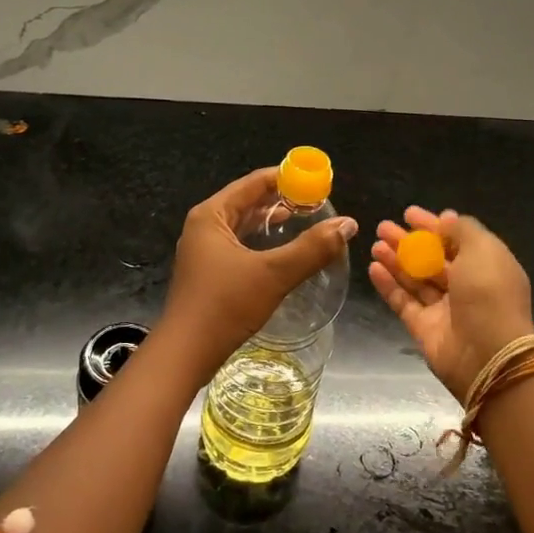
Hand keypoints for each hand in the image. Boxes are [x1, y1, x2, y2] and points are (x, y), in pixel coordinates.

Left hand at [158, 168, 357, 371]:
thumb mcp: (273, 274)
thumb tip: (348, 224)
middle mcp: (204, 226)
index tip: (319, 181)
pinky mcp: (208, 272)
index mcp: (212, 215)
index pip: (254, 182)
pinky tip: (282, 252)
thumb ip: (312, 248)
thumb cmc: (225, 306)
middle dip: (282, 199)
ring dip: (273, 221)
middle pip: (247, 200)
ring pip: (243, 224)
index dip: (288, 178)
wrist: (185, 354)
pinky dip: (262, 242)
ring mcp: (203, 250)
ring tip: (306, 220)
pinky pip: (240, 244)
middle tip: (318, 202)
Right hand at [369, 207, 533, 401]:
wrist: (488, 354)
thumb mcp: (484, 250)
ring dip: (395, 260)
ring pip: (415, 279)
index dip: (432, 226)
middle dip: (407, 242)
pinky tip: (373, 267)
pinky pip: (403, 301)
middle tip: (383, 227)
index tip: (408, 214)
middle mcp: (466, 286)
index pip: (455, 240)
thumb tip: (446, 218)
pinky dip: (388, 285)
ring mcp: (444, 309)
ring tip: (375, 245)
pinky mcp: (424, 328)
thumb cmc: (489, 294)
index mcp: (486, 266)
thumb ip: (463, 230)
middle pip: (431, 259)